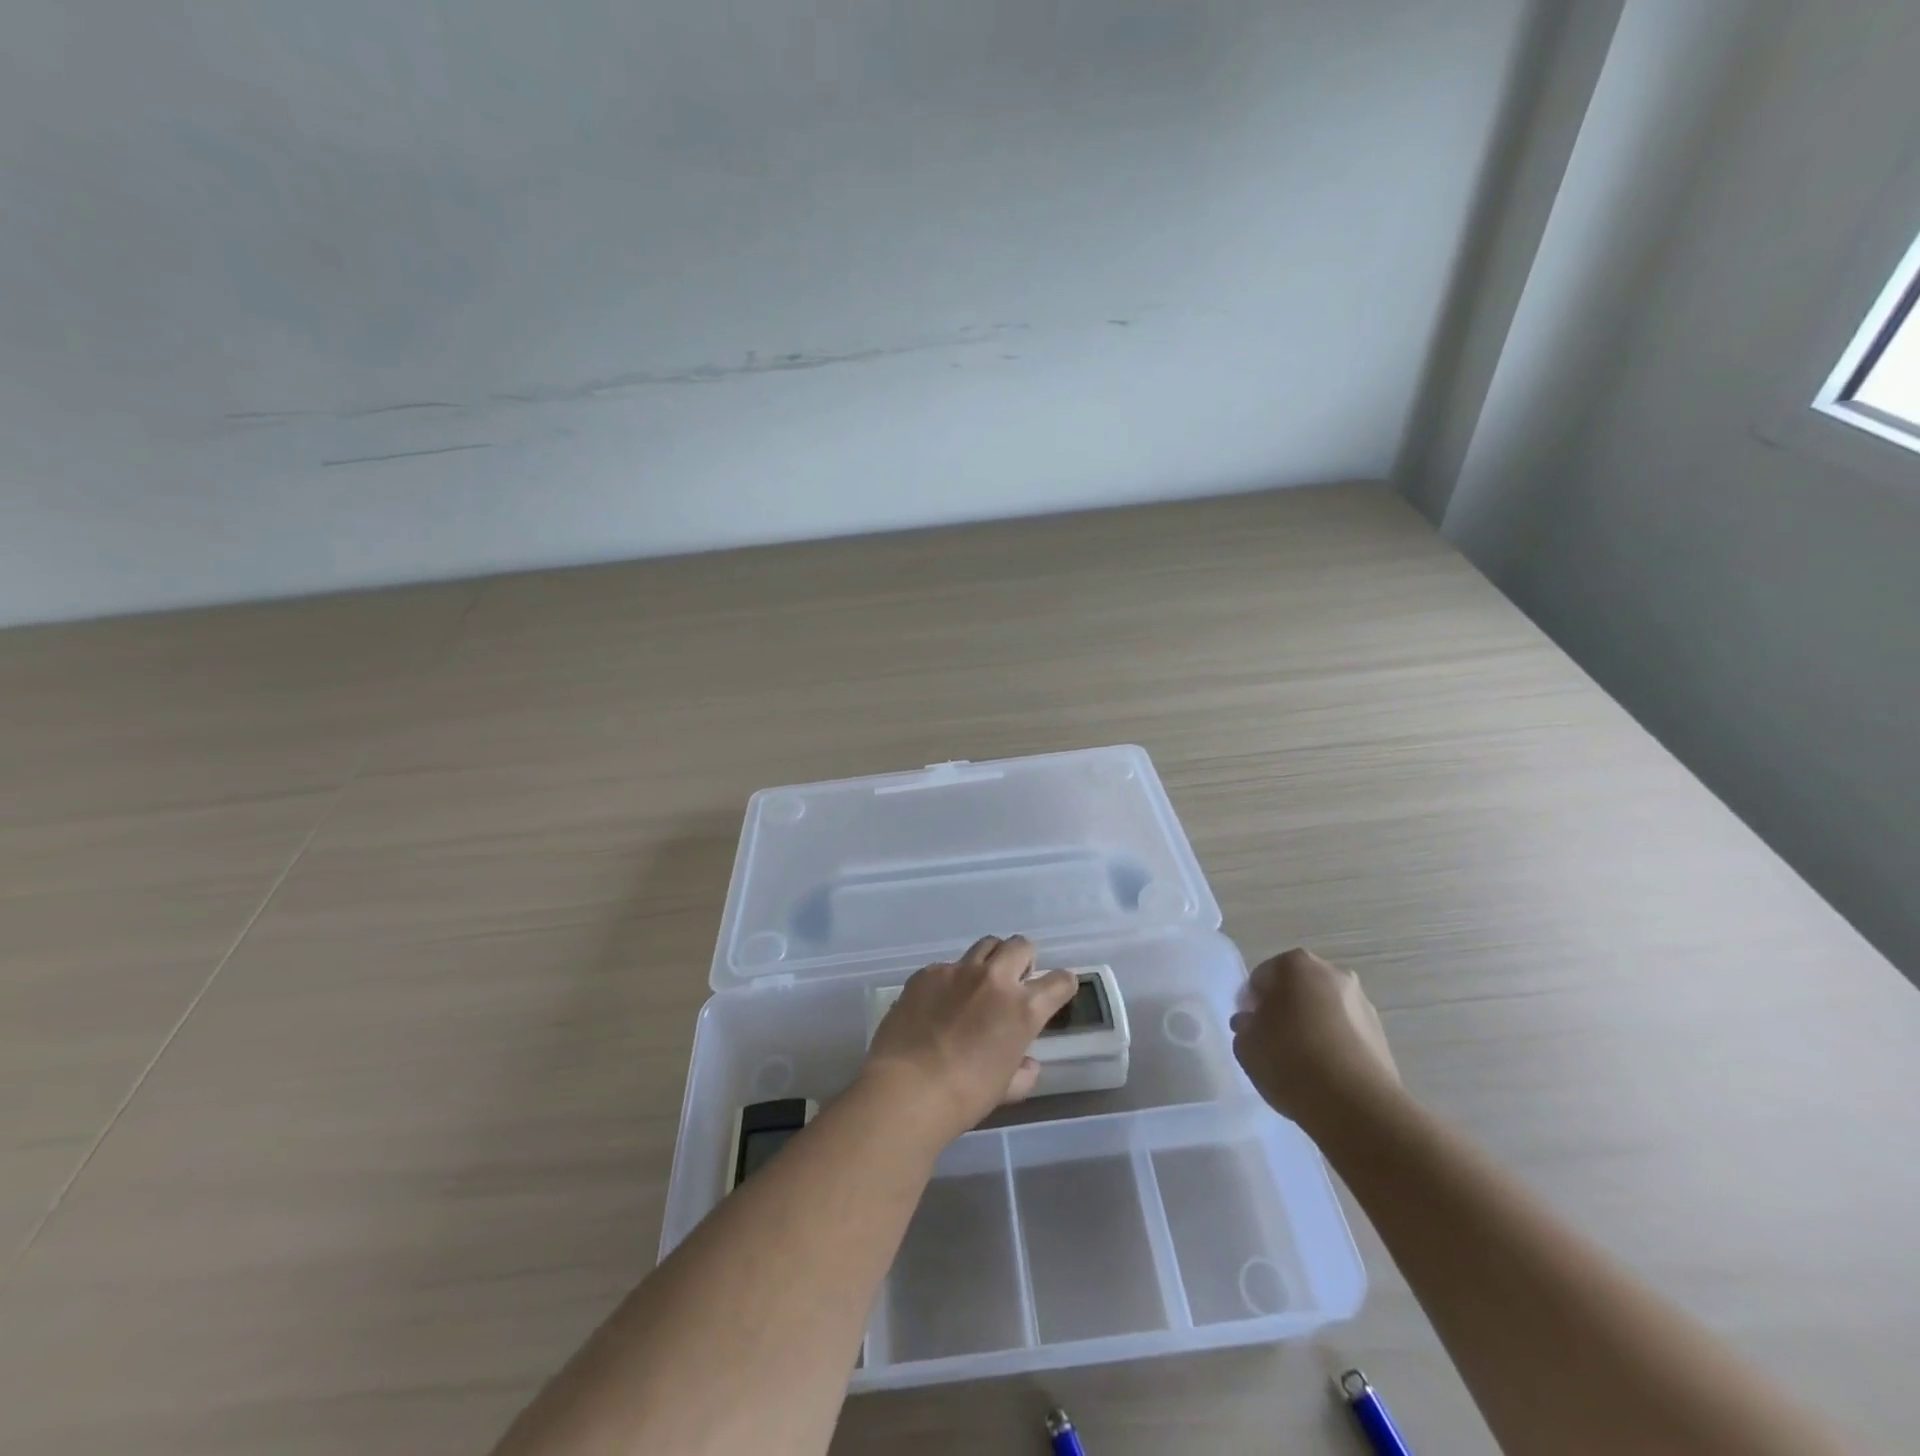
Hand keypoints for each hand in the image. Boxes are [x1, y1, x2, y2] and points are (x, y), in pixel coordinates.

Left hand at [862, 935, 1077, 1142]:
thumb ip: (1022, 1072)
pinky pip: (948, 966)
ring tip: (980, 983)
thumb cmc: (964, 1097)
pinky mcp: (928, 972)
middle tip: (1016, 980)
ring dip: (991, 960)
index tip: (1057, 990)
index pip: (1060, 981)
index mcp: (1023, 1008)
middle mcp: (995, 979)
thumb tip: (1027, 1063)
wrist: (907, 1088)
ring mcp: (959, 970)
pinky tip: (939, 1003)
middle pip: (1021, 945)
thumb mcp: (1006, 1089)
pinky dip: (952, 979)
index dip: (1063, 984)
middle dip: (1024, 959)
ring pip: (986, 944)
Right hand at [1231, 948, 1401, 1131]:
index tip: (1247, 1028)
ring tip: (1300, 1062)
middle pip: (1296, 989)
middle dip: (1283, 1009)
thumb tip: (1253, 1023)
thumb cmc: (1290, 1061)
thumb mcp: (1246, 1045)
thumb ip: (1245, 1027)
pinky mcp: (1381, 1034)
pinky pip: (1345, 1033)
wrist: (1357, 1105)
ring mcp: (1361, 1003)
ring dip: (1310, 1026)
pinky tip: (1324, 1073)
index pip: (1261, 978)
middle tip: (1271, 1041)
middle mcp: (1332, 973)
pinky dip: (1333, 1044)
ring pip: (1323, 1010)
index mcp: (1295, 964)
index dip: (1250, 1004)